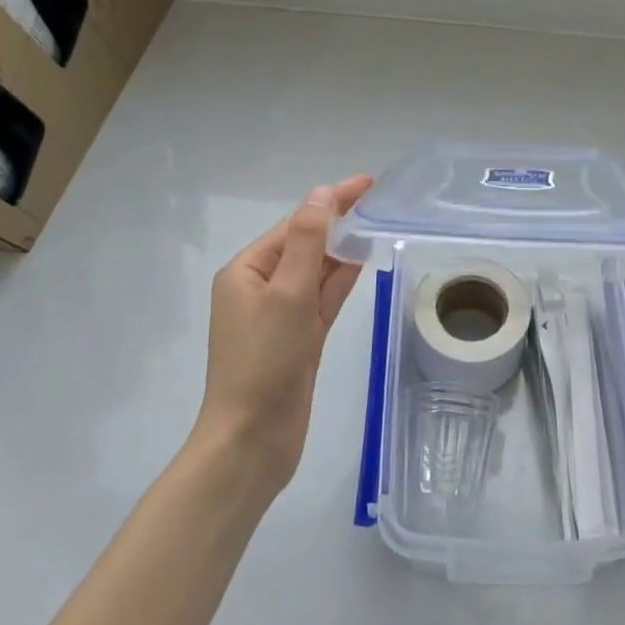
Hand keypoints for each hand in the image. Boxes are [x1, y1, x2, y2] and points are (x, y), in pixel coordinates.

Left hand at [196, 174, 373, 492]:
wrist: (252, 441)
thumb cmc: (264, 361)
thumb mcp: (287, 293)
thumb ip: (307, 241)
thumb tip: (321, 194)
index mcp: (247, 271)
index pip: (295, 224)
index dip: (330, 201)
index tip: (366, 182)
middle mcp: (261, 287)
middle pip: (305, 243)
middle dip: (339, 220)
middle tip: (378, 198)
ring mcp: (281, 314)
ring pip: (317, 270)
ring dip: (343, 247)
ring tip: (377, 222)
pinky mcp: (299, 338)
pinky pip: (323, 298)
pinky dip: (341, 278)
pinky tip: (363, 260)